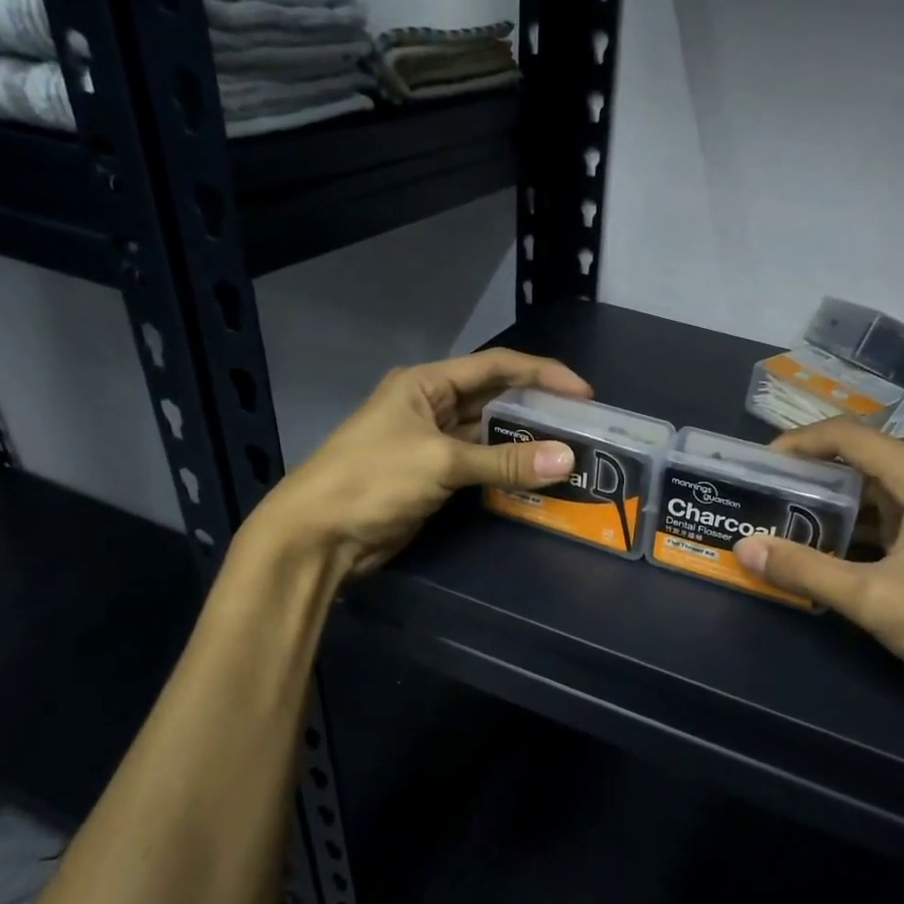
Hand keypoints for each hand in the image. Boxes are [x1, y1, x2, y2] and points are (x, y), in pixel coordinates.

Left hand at [243, 348, 592, 578]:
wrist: (319, 536)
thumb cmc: (372, 480)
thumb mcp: (440, 462)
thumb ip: (504, 461)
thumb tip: (568, 459)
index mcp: (425, 384)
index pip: (495, 367)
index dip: (542, 375)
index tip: (584, 394)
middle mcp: (430, 406)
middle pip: (494, 399)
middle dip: (537, 410)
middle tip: (583, 425)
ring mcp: (432, 443)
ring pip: (489, 435)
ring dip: (524, 443)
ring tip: (570, 452)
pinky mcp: (434, 477)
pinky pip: (481, 466)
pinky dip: (507, 471)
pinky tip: (537, 478)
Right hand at [731, 418, 903, 713]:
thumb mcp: (874, 599)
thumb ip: (806, 571)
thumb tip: (745, 548)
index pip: (846, 436)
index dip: (797, 443)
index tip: (757, 466)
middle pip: (857, 459)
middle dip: (806, 476)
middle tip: (760, 498)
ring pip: (870, 491)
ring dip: (827, 505)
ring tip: (779, 524)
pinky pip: (885, 517)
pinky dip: (850, 528)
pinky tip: (822, 554)